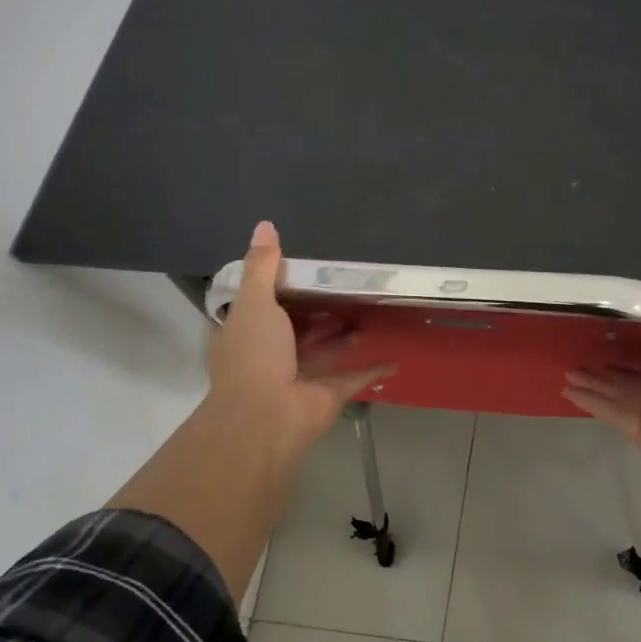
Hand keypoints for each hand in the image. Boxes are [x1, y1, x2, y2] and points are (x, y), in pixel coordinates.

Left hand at [206, 221, 393, 460]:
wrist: (267, 416)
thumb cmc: (255, 355)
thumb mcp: (255, 302)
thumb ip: (262, 266)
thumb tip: (265, 225)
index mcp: (246, 333)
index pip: (259, 305)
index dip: (277, 287)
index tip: (303, 268)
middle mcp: (270, 354)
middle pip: (297, 327)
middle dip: (319, 310)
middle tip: (347, 284)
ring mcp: (300, 375)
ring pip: (326, 349)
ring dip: (345, 334)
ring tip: (372, 309)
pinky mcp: (328, 393)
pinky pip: (354, 376)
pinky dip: (373, 367)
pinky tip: (395, 355)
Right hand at [563, 290, 640, 471]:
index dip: (640, 342)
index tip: (614, 329)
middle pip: (636, 376)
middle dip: (609, 366)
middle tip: (582, 351)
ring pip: (620, 394)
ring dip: (594, 383)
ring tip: (567, 370)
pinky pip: (613, 414)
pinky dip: (591, 403)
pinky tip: (568, 390)